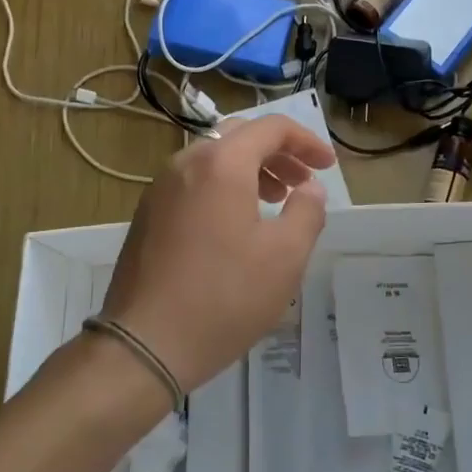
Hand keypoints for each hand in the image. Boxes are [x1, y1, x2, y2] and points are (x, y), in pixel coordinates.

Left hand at [100, 116, 332, 392]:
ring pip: (214, 158)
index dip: (306, 141)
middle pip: (240, 136)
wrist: (143, 344)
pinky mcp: (148, 213)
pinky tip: (236, 224)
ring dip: (251, 169)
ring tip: (275, 200)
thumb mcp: (285, 257)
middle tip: (303, 181)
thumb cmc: (224, 297)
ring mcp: (161, 187)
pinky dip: (224, 186)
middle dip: (278, 153)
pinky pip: (194, 181)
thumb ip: (307, 212)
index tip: (327, 167)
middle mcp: (187, 162)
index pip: (271, 128)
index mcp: (222, 163)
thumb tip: (309, 189)